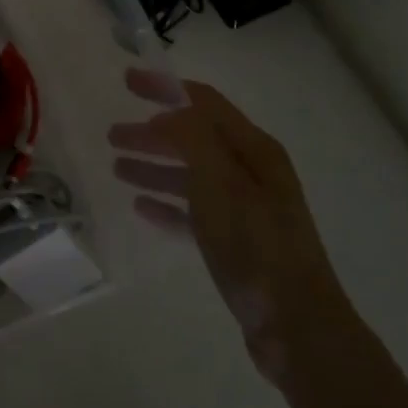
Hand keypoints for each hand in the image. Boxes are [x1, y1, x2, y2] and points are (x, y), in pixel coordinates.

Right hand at [109, 69, 350, 378]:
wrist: (296, 326)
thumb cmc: (256, 246)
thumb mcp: (221, 182)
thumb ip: (192, 138)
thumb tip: (166, 114)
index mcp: (254, 150)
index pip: (203, 103)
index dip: (165, 88)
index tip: (126, 81)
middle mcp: (251, 172)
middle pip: (193, 139)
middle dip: (152, 133)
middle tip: (112, 135)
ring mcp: (245, 208)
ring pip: (190, 176)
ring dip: (154, 167)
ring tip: (118, 169)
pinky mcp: (235, 242)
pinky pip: (193, 212)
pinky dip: (167, 204)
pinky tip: (141, 207)